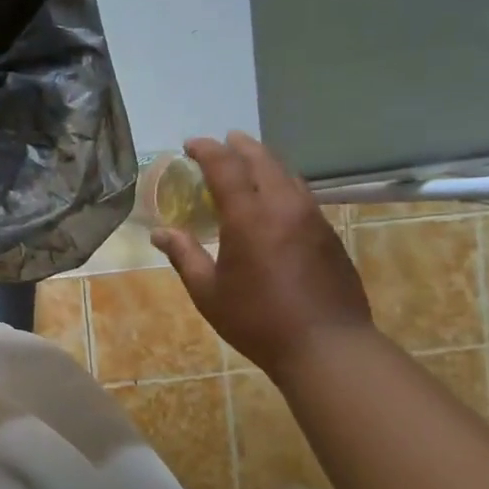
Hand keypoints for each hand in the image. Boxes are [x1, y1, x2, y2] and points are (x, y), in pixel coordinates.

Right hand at [151, 133, 372, 377]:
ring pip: (287, 174)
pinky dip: (282, 182)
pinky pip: (302, 194)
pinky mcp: (329, 234)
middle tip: (222, 141)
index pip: (226, 167)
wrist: (328, 347)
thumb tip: (160, 233)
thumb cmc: (258, 320)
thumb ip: (184, 256)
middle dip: (239, 146)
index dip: (207, 150)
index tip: (190, 145)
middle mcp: (283, 207)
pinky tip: (274, 197)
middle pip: (262, 160)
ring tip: (248, 160)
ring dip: (264, 161)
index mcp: (249, 218)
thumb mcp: (208, 292)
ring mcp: (312, 218)